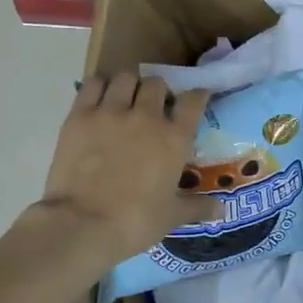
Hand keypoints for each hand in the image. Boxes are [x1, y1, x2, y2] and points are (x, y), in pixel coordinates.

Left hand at [37, 74, 215, 266]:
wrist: (83, 224)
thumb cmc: (135, 222)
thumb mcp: (171, 216)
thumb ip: (197, 208)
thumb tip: (221, 210)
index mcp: (174, 139)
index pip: (194, 101)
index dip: (197, 95)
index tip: (196, 98)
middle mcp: (146, 116)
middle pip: (157, 83)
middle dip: (158, 91)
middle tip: (153, 106)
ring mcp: (111, 112)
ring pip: (125, 77)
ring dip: (129, 85)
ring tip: (125, 99)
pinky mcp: (80, 115)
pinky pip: (93, 84)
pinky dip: (99, 86)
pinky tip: (99, 99)